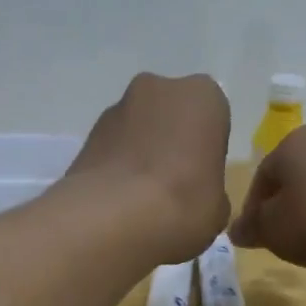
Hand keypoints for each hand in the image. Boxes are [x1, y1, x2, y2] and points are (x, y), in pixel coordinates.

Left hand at [66, 72, 231, 262]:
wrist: (114, 217)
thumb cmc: (183, 204)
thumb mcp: (218, 208)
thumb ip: (212, 191)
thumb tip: (201, 196)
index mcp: (203, 97)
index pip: (213, 117)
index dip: (207, 148)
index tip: (203, 177)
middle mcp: (159, 88)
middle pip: (171, 114)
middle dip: (172, 141)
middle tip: (175, 184)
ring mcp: (117, 107)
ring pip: (139, 128)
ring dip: (142, 152)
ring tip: (143, 196)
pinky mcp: (87, 133)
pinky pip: (113, 147)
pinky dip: (118, 166)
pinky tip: (120, 200)